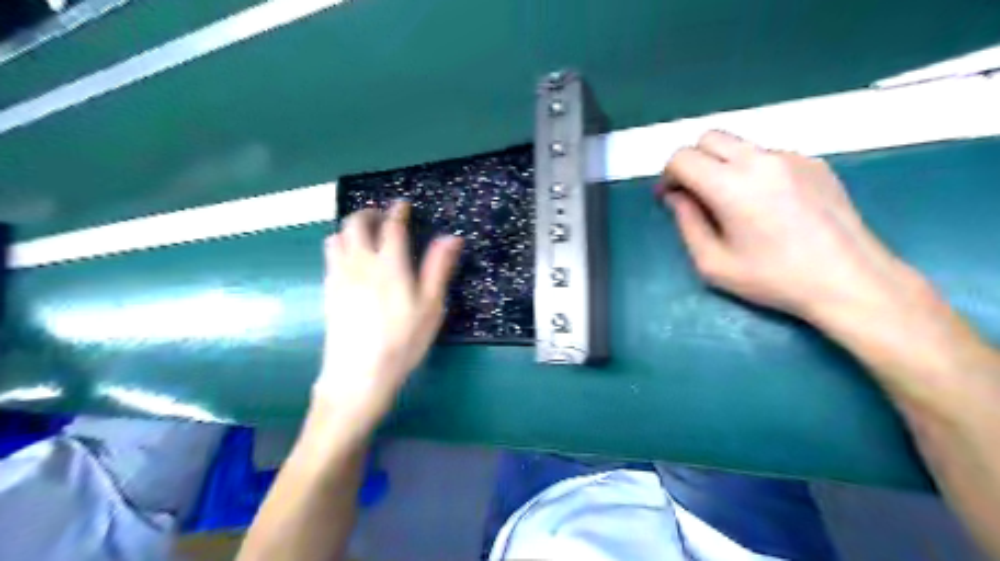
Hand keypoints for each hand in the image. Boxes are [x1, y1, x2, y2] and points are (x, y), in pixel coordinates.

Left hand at [314, 202, 461, 433]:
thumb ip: (439, 269)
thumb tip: (451, 238)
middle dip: (369, 213)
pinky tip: (351, 261)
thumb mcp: (431, 307)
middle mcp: (360, 262)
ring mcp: (339, 276)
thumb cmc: (403, 341)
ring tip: (366, 236)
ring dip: (351, 228)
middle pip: (356, 223)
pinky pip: (329, 256)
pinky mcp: (328, 291)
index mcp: (390, 264)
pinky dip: (340, 246)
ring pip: (337, 236)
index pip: (391, 226)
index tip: (403, 205)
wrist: (359, 374)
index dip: (398, 211)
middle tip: (383, 217)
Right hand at [663, 130, 925, 324]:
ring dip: (723, 164)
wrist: (848, 280)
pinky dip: (753, 171)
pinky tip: (766, 204)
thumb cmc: (773, 278)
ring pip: (740, 145)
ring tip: (732, 203)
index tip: (670, 198)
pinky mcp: (814, 163)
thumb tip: (677, 198)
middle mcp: (760, 160)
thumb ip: (686, 224)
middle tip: (694, 194)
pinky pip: (769, 156)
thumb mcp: (712, 263)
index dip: (668, 176)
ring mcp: (791, 157)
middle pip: (710, 138)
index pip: (683, 157)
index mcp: (731, 185)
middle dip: (692, 161)